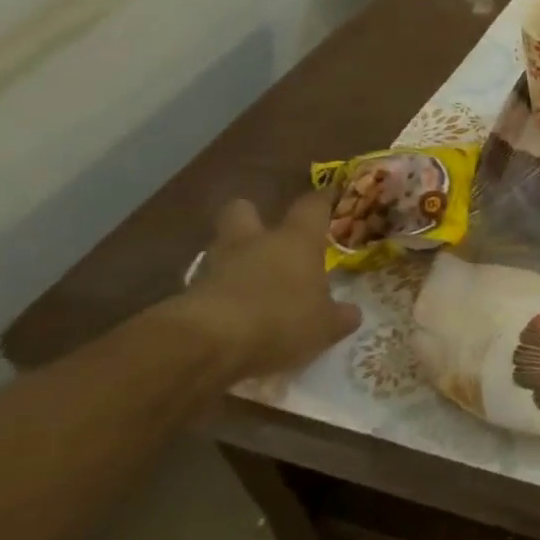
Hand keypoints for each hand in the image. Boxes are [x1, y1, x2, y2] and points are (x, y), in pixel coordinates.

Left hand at [175, 192, 362, 382]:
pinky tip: (230, 313)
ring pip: (221, 246)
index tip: (330, 195)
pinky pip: (207, 284)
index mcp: (296, 240)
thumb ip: (339, 316)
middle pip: (243, 210)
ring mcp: (216, 264)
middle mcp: (254, 242)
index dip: (322, 199)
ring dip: (233, 258)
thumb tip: (351, 313)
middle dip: (251, 217)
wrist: (207, 344)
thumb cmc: (281, 320)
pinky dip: (218, 292)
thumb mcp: (324, 326)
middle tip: (265, 234)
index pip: (312, 206)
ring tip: (249, 281)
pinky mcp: (188, 293)